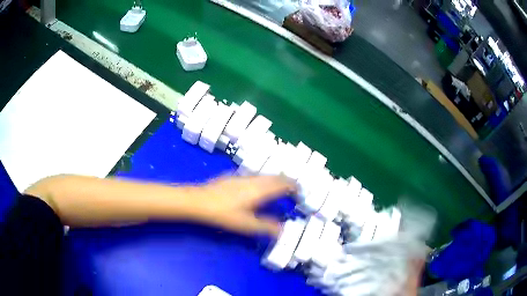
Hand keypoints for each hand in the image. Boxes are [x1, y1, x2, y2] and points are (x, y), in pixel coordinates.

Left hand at [191, 175, 296, 236]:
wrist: (198, 201)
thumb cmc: (224, 214)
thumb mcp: (247, 225)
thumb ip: (267, 227)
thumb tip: (283, 230)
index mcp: (261, 189)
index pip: (284, 183)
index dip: (294, 187)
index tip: (300, 193)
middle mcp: (254, 179)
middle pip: (276, 176)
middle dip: (287, 182)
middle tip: (292, 191)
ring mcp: (243, 176)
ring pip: (265, 175)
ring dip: (275, 181)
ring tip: (278, 190)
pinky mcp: (234, 177)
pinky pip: (255, 176)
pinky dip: (263, 181)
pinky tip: (257, 189)